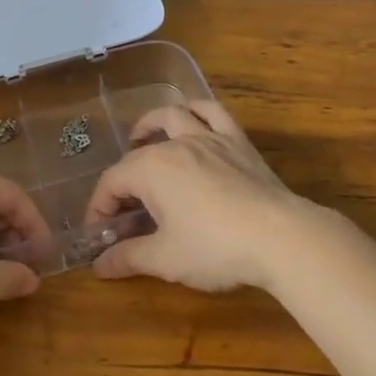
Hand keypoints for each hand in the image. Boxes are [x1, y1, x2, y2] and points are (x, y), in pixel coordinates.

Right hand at [83, 100, 317, 291]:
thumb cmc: (214, 247)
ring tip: (142, 139)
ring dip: (152, 125)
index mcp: (151, 168)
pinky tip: (192, 118)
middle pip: (138, 155)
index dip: (99, 207)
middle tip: (123, 212)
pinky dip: (197, 110)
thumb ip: (128, 257)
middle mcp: (176, 144)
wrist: (278, 236)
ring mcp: (209, 138)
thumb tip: (98, 266)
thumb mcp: (165, 259)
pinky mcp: (237, 142)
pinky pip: (213, 112)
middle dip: (123, 182)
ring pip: (173, 117)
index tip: (97, 234)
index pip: (112, 182)